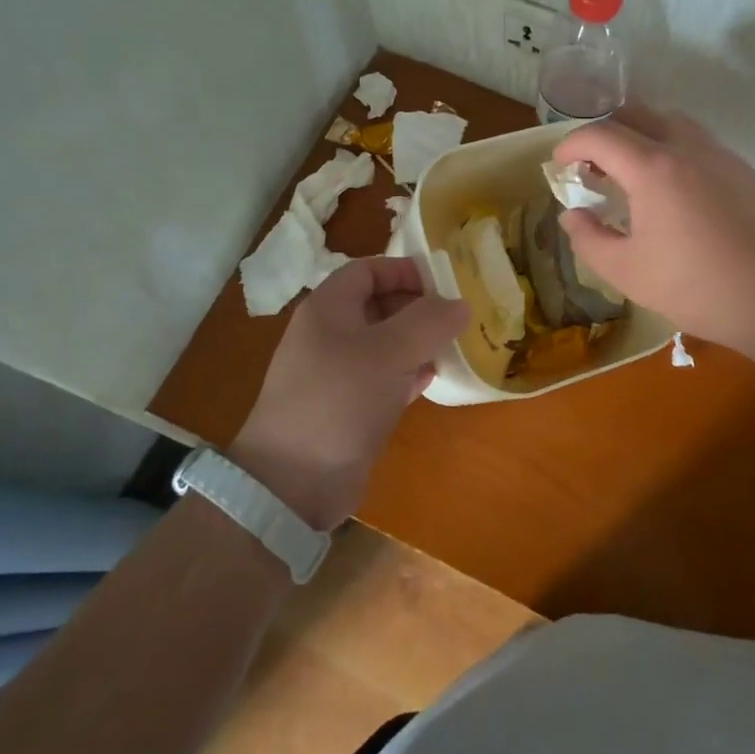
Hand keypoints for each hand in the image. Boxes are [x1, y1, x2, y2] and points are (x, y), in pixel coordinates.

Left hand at [230, 258, 468, 530]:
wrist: (293, 484)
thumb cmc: (340, 399)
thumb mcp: (390, 351)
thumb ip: (429, 321)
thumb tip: (461, 305)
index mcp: (328, 308)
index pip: (368, 270)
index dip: (405, 270)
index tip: (444, 284)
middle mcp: (329, 334)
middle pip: (378, 304)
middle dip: (417, 307)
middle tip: (456, 317)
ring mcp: (335, 373)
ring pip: (383, 343)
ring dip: (417, 342)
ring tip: (452, 346)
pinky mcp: (345, 407)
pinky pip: (382, 377)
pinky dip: (407, 373)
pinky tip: (432, 378)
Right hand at [553, 108, 754, 365]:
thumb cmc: (698, 286)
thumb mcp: (628, 272)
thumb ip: (590, 240)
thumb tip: (572, 215)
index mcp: (652, 168)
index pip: (599, 135)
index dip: (571, 144)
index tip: (560, 164)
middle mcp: (685, 147)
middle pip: (636, 114)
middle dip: (605, 131)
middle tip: (592, 164)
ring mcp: (719, 154)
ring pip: (671, 122)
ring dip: (641, 134)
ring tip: (631, 171)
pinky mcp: (743, 169)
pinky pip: (697, 141)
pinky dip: (671, 148)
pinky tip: (673, 189)